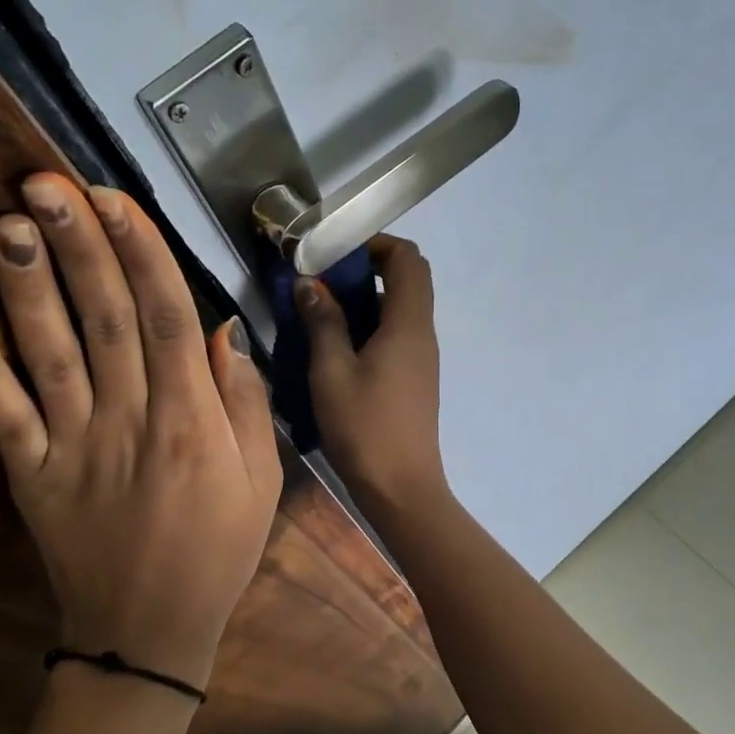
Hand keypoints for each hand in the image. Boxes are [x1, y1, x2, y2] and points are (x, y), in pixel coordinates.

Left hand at [0, 174, 281, 691]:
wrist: (149, 633)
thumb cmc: (218, 551)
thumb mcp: (262, 480)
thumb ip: (244, 403)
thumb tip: (223, 332)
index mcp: (191, 420)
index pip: (168, 318)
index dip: (141, 253)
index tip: (115, 200)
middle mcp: (130, 419)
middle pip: (106, 319)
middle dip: (79, 245)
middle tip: (46, 182)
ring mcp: (73, 447)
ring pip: (50, 353)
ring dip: (26, 287)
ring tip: (7, 223)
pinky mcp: (32, 476)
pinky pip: (3, 417)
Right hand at [297, 235, 447, 510]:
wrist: (401, 489)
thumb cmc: (364, 427)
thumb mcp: (331, 372)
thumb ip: (322, 322)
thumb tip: (311, 283)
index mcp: (408, 324)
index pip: (409, 259)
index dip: (377, 244)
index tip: (337, 253)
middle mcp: (423, 334)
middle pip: (407, 281)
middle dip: (366, 270)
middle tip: (323, 282)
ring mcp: (422, 358)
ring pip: (399, 310)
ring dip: (364, 302)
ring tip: (321, 314)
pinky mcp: (415, 379)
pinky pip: (396, 336)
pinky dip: (370, 327)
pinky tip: (337, 349)